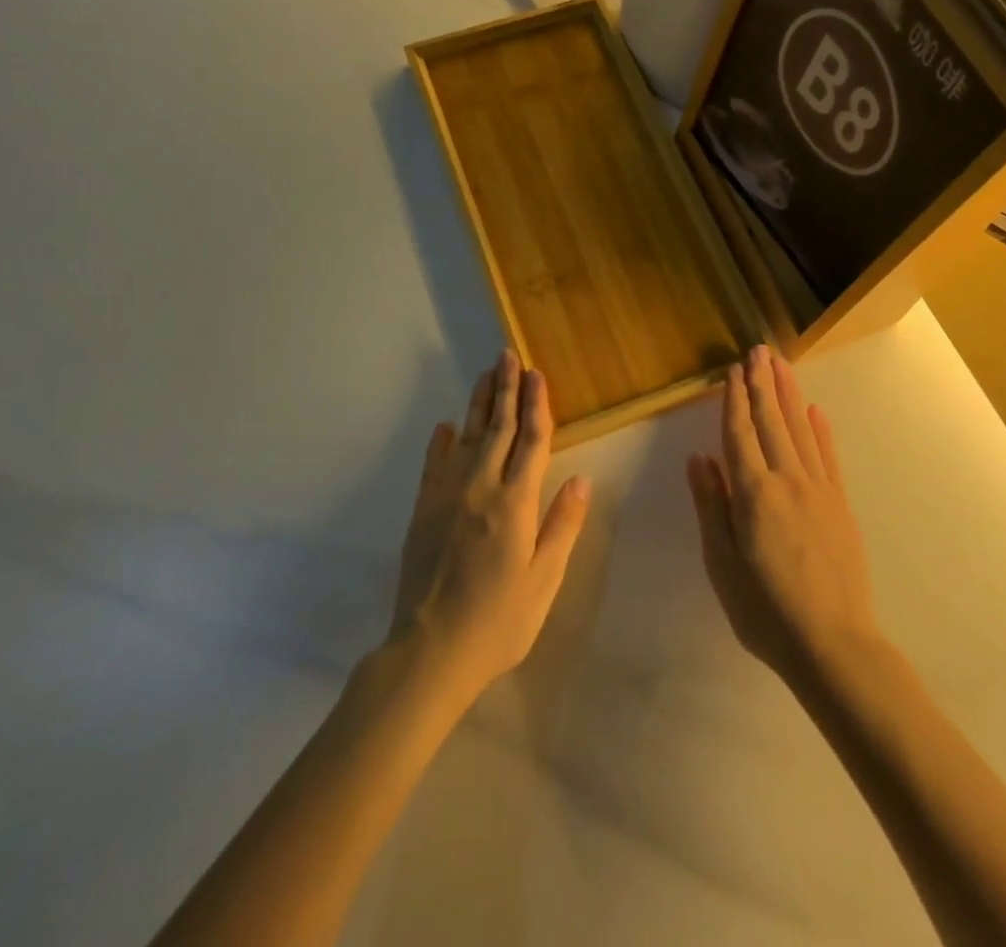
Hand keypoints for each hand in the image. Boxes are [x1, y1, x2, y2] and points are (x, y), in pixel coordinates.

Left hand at [387, 350, 591, 704]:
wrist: (430, 650)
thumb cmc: (498, 622)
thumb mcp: (543, 581)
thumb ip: (562, 526)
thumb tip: (582, 479)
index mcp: (516, 503)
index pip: (531, 441)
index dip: (537, 405)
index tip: (537, 374)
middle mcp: (481, 487)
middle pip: (498, 427)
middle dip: (506, 389)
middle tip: (508, 355)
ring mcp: (447, 496)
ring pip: (466, 436)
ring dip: (477, 403)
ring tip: (485, 374)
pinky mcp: (423, 509)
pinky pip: (434, 463)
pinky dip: (441, 441)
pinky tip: (446, 426)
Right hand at [687, 346, 880, 683]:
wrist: (833, 644)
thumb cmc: (765, 609)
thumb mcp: (721, 563)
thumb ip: (711, 505)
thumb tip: (699, 458)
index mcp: (753, 493)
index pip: (740, 433)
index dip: (734, 400)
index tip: (732, 370)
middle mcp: (787, 480)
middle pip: (771, 422)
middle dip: (763, 383)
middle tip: (759, 350)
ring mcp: (819, 490)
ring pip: (801, 430)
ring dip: (789, 395)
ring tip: (782, 365)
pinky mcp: (840, 505)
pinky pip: (828, 457)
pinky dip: (821, 431)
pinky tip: (815, 411)